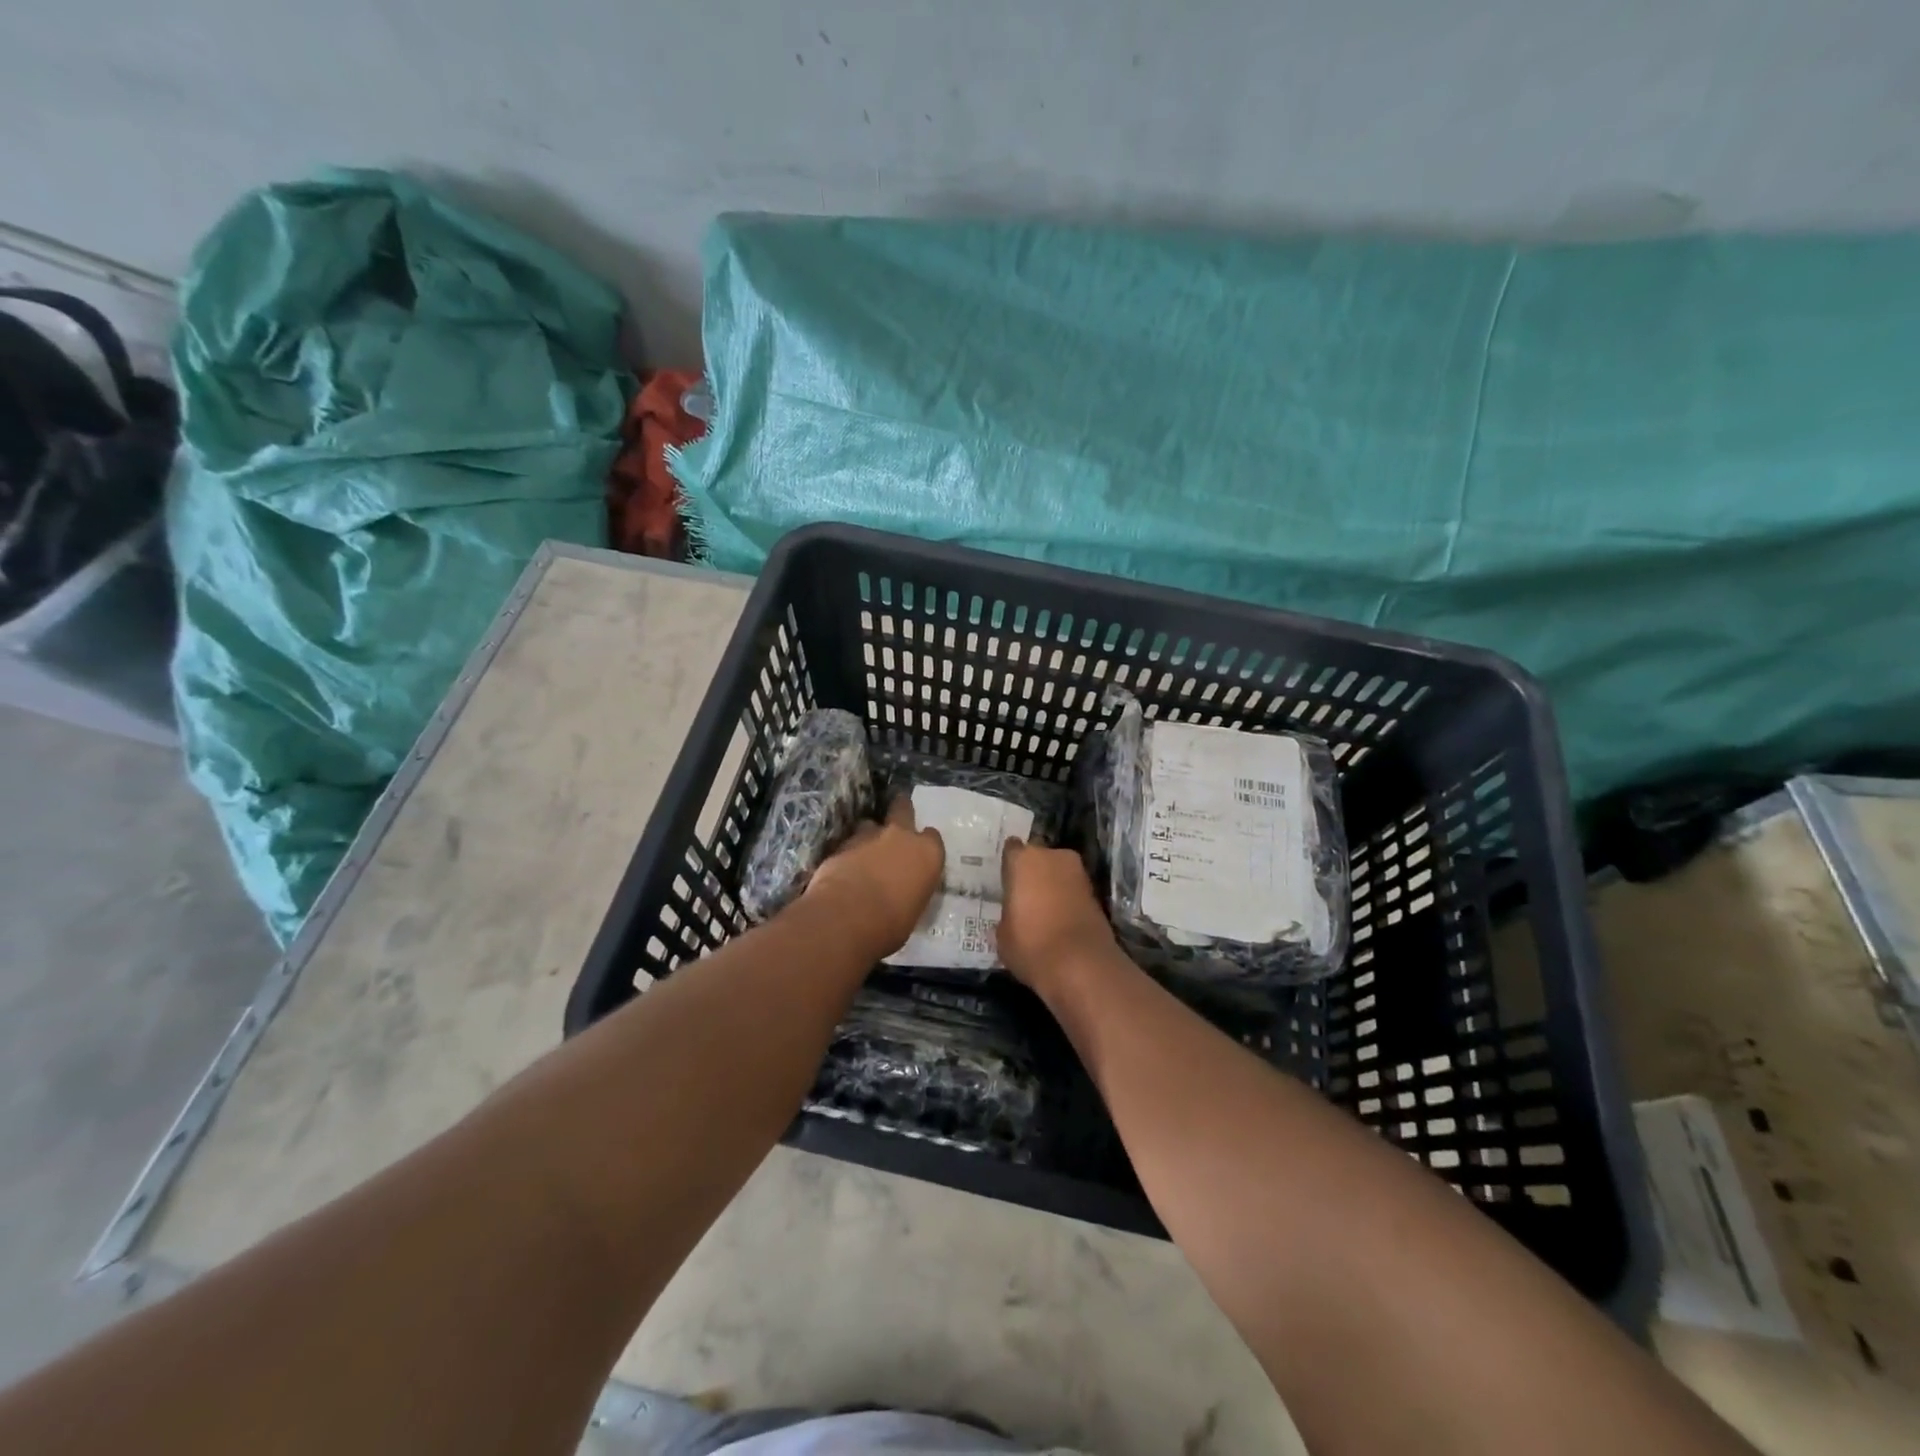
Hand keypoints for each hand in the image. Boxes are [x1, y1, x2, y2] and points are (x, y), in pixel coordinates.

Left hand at [807, 797, 944, 958]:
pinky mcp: (841, 845)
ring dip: (870, 835)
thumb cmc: (891, 924)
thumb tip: (902, 894)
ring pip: (870, 824)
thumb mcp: (912, 911)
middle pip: (903, 809)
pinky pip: (849, 843)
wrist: (846, 917)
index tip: (920, 852)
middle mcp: (901, 837)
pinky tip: (845, 868)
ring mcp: (869, 837)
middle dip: (900, 810)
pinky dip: (849, 853)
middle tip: (896, 818)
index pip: (933, 837)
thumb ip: (910, 891)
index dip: (925, 843)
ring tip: (865, 850)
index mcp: (927, 854)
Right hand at [995, 840, 1119, 996]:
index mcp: (1023, 860)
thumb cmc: (1030, 944)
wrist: (1081, 964)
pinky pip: (1074, 890)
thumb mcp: (1003, 935)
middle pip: (1039, 857)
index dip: (1010, 866)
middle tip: (1026, 895)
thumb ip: (1007, 916)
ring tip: (1044, 910)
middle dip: (1034, 872)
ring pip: (1059, 872)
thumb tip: (1013, 917)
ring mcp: (1078, 872)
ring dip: (1054, 884)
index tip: (1007, 881)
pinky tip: (1061, 919)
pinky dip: (1069, 899)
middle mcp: (1052, 856)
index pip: (1012, 849)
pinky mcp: (1097, 892)